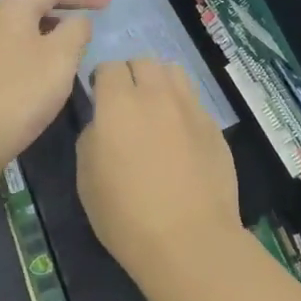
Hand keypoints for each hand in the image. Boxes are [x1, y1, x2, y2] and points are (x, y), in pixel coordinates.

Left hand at [0, 0, 109, 181]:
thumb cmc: (22, 92)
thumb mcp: (61, 57)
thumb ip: (76, 30)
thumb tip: (78, 21)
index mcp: (13, 7)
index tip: (109, 1)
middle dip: (62, 2)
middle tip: (89, 9)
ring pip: (23, 23)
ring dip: (51, 23)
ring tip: (74, 34)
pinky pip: (16, 43)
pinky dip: (38, 43)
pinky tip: (49, 63)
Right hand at [77, 59, 239, 276]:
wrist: (188, 238)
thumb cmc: (126, 215)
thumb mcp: (87, 178)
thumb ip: (92, 137)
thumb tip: (103, 124)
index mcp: (119, 104)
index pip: (109, 67)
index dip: (102, 80)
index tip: (100, 99)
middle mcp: (157, 95)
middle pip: (144, 61)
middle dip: (132, 75)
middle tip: (127, 104)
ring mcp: (191, 108)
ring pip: (174, 73)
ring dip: (160, 82)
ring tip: (156, 110)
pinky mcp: (214, 126)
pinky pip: (194, 102)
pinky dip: (182, 108)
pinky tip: (180, 137)